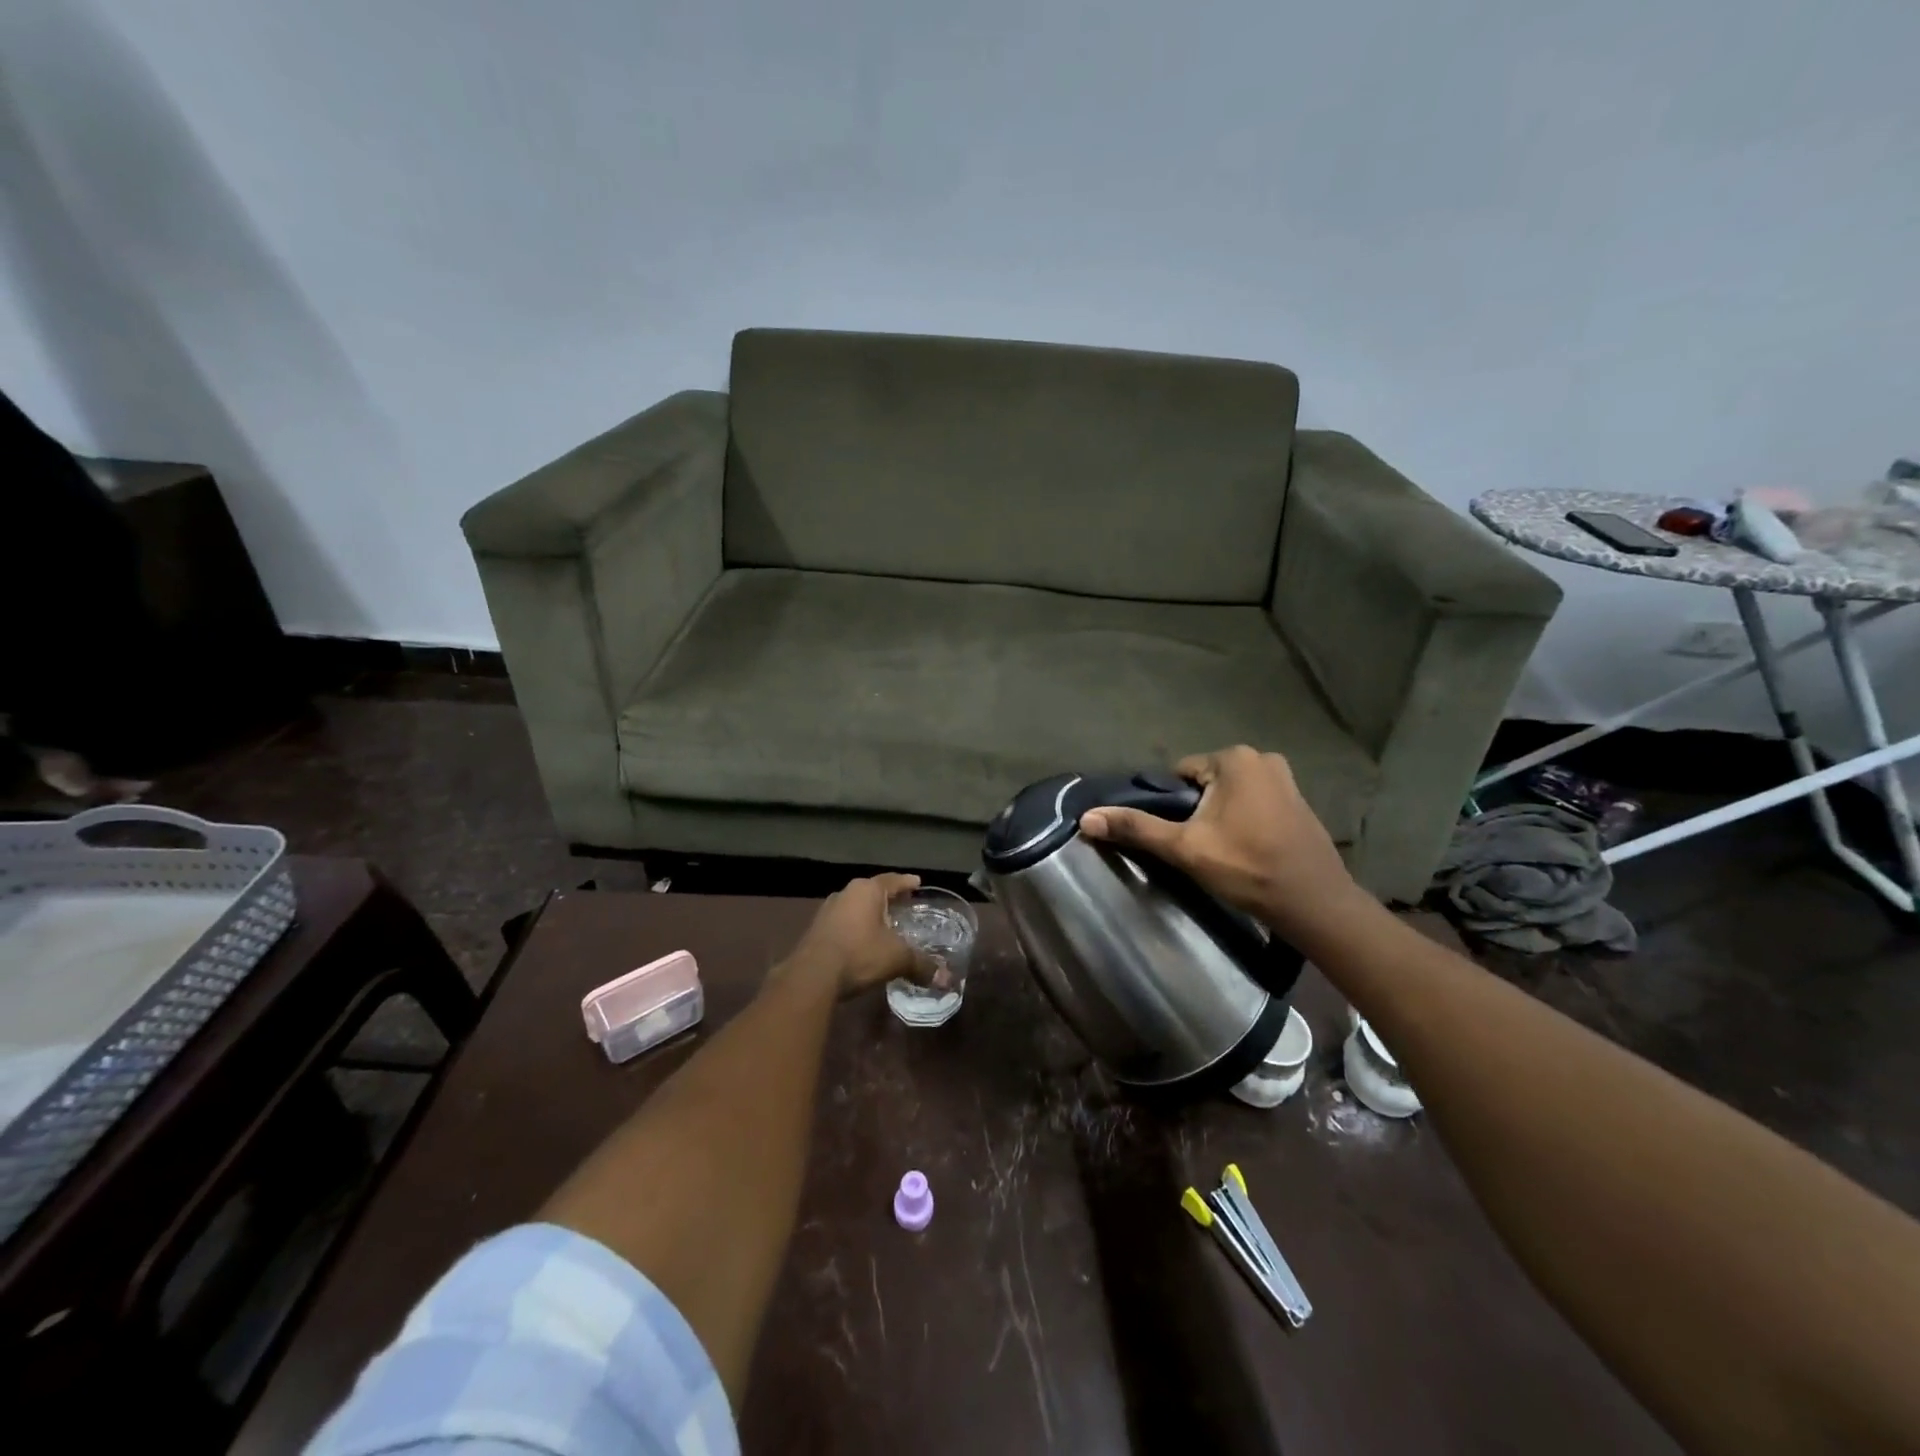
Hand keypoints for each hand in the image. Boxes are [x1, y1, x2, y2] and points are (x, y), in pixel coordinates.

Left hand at [780, 873, 929, 997]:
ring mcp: (827, 910)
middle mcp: (846, 893)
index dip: (907, 882)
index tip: (918, 883)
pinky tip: (862, 941)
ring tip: (884, 923)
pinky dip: (855, 927)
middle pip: (872, 891)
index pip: (892, 880)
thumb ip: (921, 964)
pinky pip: (843, 922)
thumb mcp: (896, 958)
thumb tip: (945, 979)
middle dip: (888, 898)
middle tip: (904, 903)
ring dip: (869, 913)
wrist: (812, 975)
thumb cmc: (859, 954)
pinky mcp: (816, 929)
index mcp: (867, 890)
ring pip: (855, 906)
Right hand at [1078, 746, 1363, 941]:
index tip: (1179, 837)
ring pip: (1228, 795)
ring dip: (1219, 817)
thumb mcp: (1185, 848)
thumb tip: (1086, 818)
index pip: (1179, 775)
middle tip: (1199, 848)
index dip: (1172, 807)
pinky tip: (1245, 850)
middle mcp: (1262, 757)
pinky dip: (1243, 821)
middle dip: (1196, 811)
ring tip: (1222, 852)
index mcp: (1234, 758)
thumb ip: (1136, 828)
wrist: (1314, 904)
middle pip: (1204, 783)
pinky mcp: (1298, 801)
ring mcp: (1285, 778)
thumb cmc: (1247, 868)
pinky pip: (1253, 803)